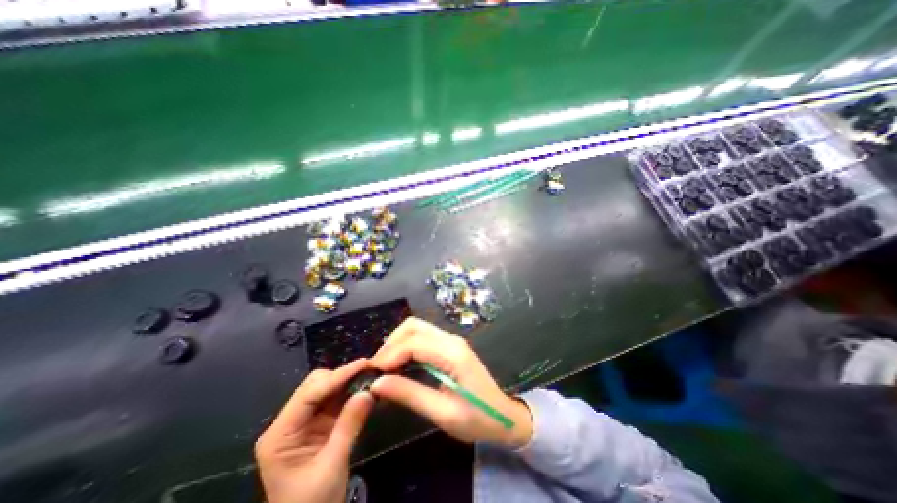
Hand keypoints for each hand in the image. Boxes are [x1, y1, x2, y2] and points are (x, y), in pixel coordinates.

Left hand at [255, 357, 375, 502]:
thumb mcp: (332, 466)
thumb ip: (349, 426)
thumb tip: (368, 391)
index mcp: (280, 435)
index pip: (309, 394)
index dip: (338, 376)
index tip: (363, 364)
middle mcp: (288, 422)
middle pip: (315, 385)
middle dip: (342, 376)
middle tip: (369, 371)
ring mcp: (302, 421)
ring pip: (326, 387)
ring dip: (348, 381)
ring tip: (370, 375)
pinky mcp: (317, 423)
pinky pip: (334, 398)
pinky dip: (349, 391)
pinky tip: (364, 388)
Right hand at [366, 319, 529, 447]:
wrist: (503, 416)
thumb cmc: (477, 419)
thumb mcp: (442, 413)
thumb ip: (410, 395)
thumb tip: (377, 384)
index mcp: (453, 354)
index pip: (413, 343)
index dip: (389, 354)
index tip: (371, 373)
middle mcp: (451, 340)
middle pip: (414, 326)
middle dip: (391, 343)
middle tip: (377, 369)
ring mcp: (452, 340)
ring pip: (417, 328)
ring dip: (397, 343)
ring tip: (385, 367)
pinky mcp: (450, 346)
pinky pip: (423, 337)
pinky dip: (406, 345)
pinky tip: (399, 363)